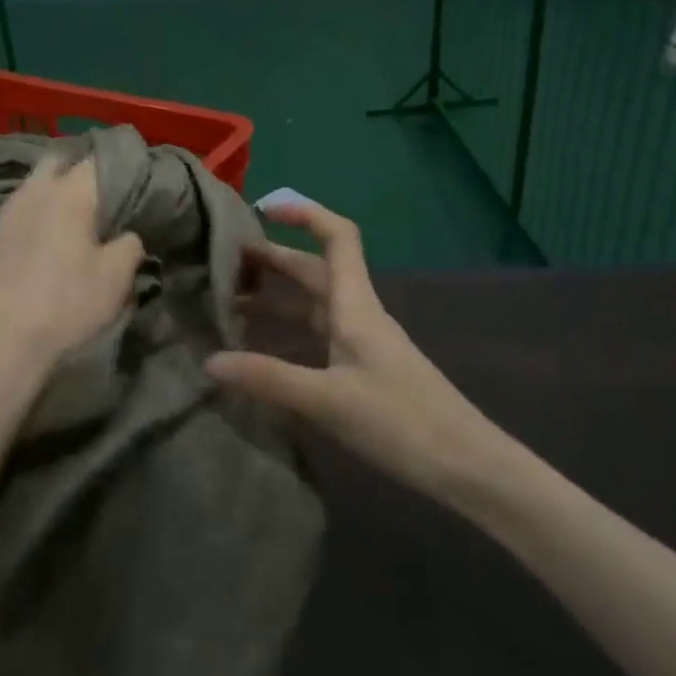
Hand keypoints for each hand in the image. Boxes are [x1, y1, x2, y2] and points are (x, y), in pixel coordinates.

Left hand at [0, 156, 144, 431]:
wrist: (2, 346)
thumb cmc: (67, 305)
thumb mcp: (117, 277)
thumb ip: (130, 243)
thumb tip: (128, 234)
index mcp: (69, 192)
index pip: (100, 159)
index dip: (122, 165)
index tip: (139, 180)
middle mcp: (34, 192)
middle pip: (60, 161)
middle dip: (82, 170)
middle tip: (105, 194)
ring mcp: (6, 214)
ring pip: (35, 185)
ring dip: (56, 192)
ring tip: (78, 218)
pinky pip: (21, 212)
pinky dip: (38, 216)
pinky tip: (48, 242)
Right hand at [205, 202, 506, 506]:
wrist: (465, 465)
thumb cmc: (401, 422)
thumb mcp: (327, 400)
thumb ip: (268, 378)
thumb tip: (209, 361)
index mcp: (355, 305)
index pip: (337, 237)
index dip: (305, 213)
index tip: (263, 209)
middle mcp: (358, 314)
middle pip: (314, 270)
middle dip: (273, 259)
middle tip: (224, 264)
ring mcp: (361, 342)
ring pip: (313, 304)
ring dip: (276, 297)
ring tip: (230, 303)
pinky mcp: (362, 369)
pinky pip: (317, 334)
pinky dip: (287, 330)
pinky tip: (262, 347)